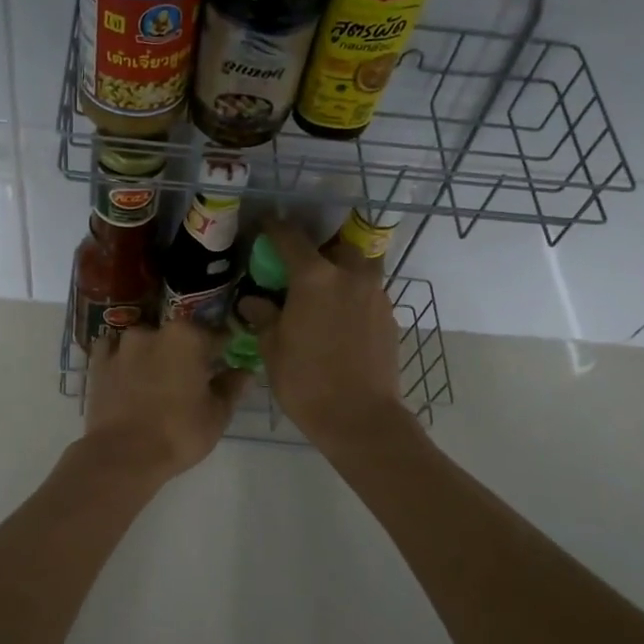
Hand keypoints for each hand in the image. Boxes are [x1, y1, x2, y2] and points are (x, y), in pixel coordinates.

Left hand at [81, 321, 246, 484]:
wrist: (122, 456)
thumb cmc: (178, 433)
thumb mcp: (217, 414)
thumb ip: (232, 387)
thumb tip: (244, 371)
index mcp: (187, 336)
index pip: (216, 334)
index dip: (223, 349)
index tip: (226, 362)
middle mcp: (153, 331)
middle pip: (178, 337)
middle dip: (186, 352)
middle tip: (191, 379)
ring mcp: (121, 345)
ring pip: (145, 342)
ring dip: (153, 354)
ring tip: (156, 381)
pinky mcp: (97, 363)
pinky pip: (114, 352)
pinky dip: (123, 360)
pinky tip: (127, 376)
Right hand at [254, 224, 409, 447]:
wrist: (360, 418)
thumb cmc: (307, 382)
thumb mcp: (273, 349)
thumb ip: (264, 317)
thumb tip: (253, 301)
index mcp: (315, 277)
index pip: (291, 238)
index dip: (274, 228)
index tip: (265, 225)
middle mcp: (350, 276)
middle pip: (338, 246)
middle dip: (322, 249)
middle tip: (304, 266)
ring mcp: (375, 295)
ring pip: (360, 268)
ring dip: (344, 272)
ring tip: (326, 294)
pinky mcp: (390, 317)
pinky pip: (369, 294)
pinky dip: (355, 297)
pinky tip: (341, 321)